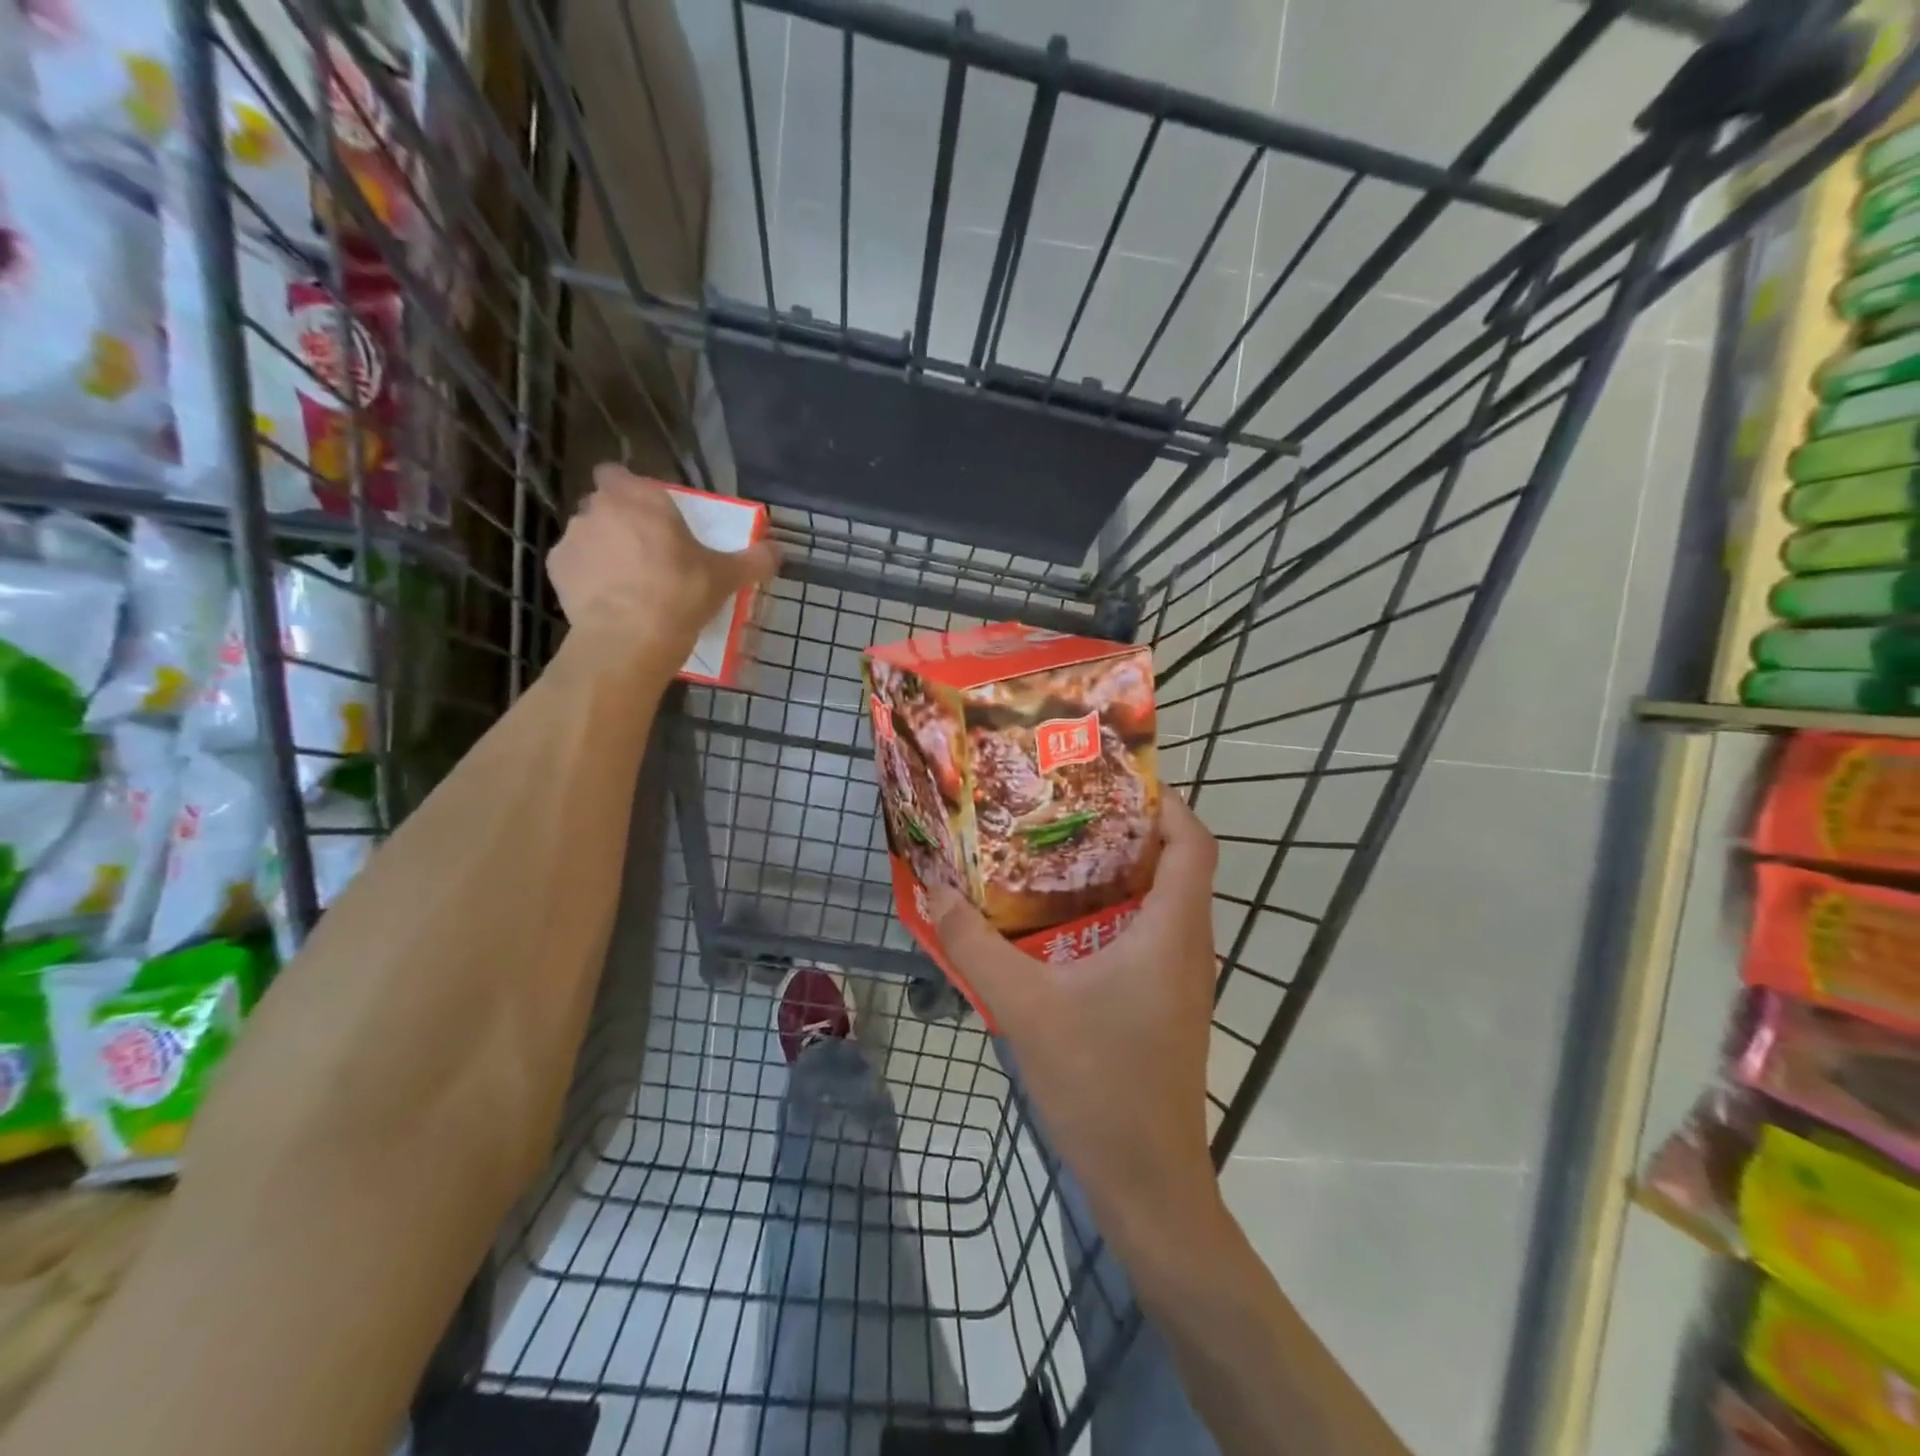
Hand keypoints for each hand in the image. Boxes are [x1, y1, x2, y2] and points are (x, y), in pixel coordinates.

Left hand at [548, 466, 778, 670]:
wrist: (629, 637)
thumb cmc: (681, 594)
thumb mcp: (726, 577)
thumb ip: (753, 560)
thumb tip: (778, 551)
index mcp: (640, 498)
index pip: (618, 473)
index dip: (631, 491)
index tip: (650, 516)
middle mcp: (599, 508)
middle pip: (605, 505)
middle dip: (620, 522)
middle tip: (647, 552)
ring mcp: (574, 537)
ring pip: (588, 535)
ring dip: (603, 550)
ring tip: (627, 582)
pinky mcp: (556, 569)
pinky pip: (574, 565)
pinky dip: (588, 577)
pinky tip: (608, 599)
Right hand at [931, 794, 1222, 1241]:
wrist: (1146, 1183)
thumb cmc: (1099, 1083)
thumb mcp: (1024, 1006)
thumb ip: (974, 946)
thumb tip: (935, 892)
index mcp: (1171, 931)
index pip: (1194, 843)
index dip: (1168, 802)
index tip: (1118, 778)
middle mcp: (1187, 945)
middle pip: (1177, 864)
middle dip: (1130, 828)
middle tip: (1069, 806)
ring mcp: (1180, 978)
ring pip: (1163, 901)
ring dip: (1121, 870)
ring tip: (1060, 849)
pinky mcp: (1166, 1004)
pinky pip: (1150, 934)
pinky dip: (1116, 910)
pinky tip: (1063, 921)